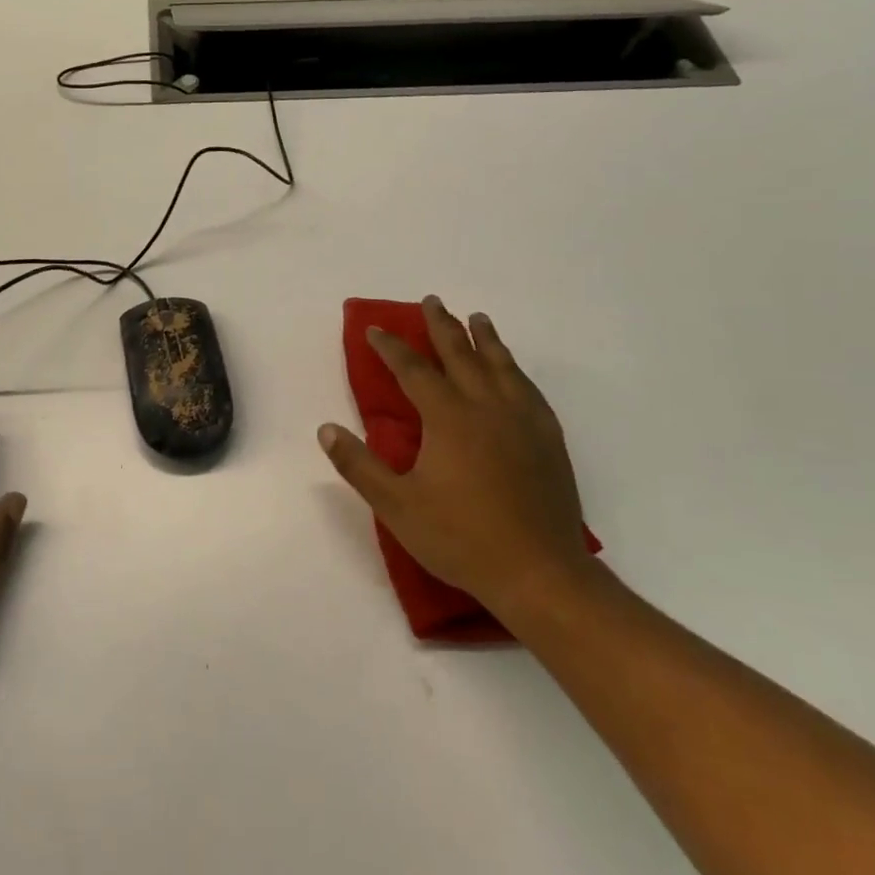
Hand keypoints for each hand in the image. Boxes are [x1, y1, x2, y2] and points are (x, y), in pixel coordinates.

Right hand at [318, 296, 594, 626]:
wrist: (539, 573)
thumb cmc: (461, 538)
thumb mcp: (396, 506)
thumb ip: (359, 465)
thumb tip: (326, 429)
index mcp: (448, 417)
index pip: (414, 370)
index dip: (392, 347)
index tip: (376, 329)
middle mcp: (487, 407)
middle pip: (461, 354)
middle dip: (442, 326)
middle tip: (432, 301)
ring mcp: (523, 421)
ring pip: (501, 365)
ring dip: (485, 339)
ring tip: (477, 319)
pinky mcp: (548, 439)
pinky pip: (529, 389)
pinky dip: (515, 370)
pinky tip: (513, 372)